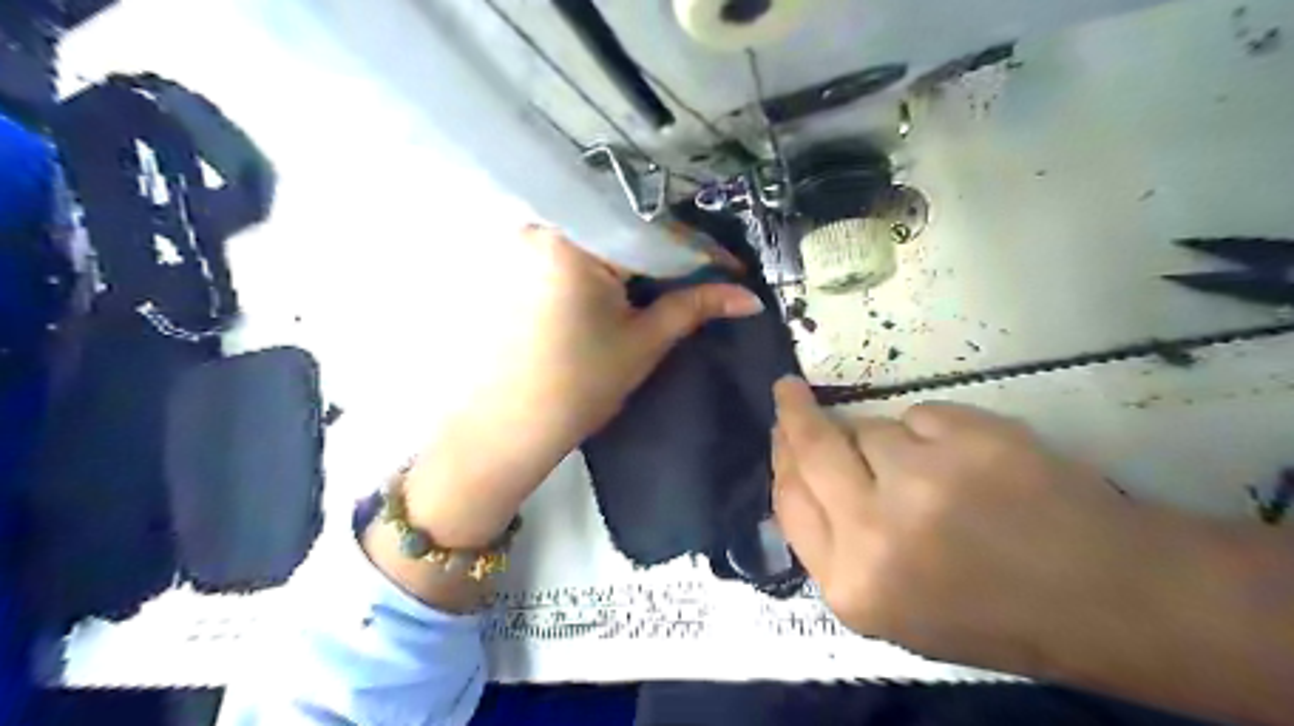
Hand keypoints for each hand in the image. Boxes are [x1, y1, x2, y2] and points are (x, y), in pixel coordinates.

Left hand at [491, 224, 761, 445]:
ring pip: (603, 239)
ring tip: (674, 281)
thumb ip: (695, 306)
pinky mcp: (519, 266)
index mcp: (577, 241)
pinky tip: (628, 286)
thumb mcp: (643, 341)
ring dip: (640, 258)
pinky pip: (577, 251)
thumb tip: (750, 297)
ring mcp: (526, 245)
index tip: (732, 271)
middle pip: (626, 228)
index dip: (699, 251)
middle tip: (707, 275)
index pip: (654, 231)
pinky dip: (609, 265)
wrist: (506, 428)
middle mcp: (546, 228)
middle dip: (670, 252)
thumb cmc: (578, 386)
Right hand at [772, 377, 1180, 678]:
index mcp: (853, 585)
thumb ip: (836, 544)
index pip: (788, 500)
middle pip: (813, 448)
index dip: (782, 459)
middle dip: (794, 414)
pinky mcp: (969, 440)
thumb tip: (801, 472)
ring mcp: (923, 481)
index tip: (780, 431)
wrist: (1108, 602)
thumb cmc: (993, 612)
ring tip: (936, 475)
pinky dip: (936, 433)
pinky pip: (922, 415)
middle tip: (788, 392)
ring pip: (871, 428)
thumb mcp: (892, 605)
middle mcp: (875, 532)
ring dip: (888, 441)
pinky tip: (973, 466)